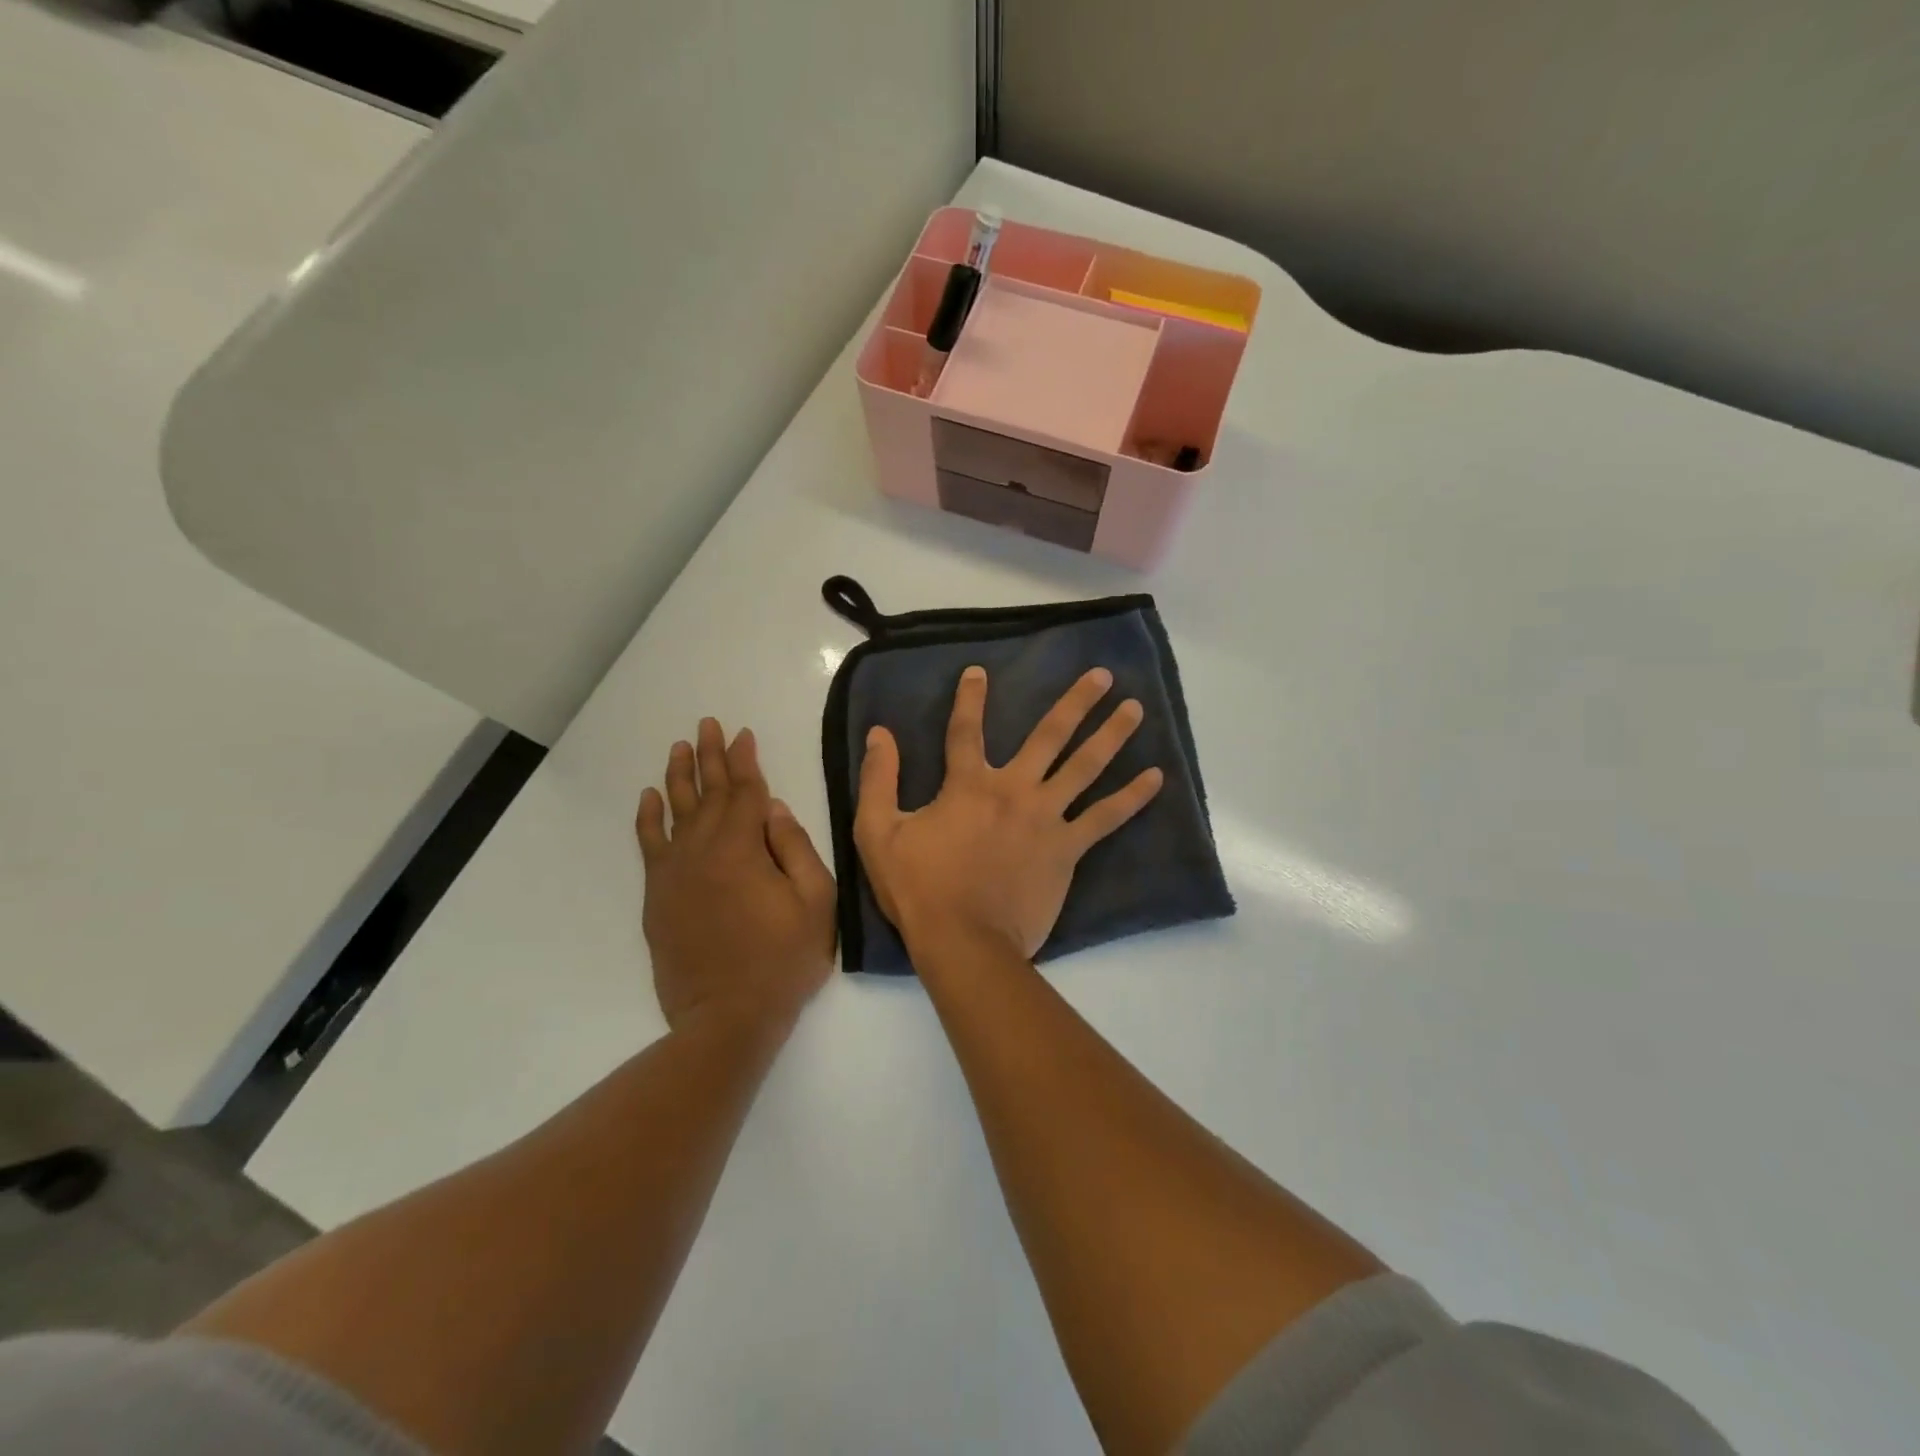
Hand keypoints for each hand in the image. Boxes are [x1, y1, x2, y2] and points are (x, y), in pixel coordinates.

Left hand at [636, 719, 836, 1034]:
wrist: (726, 1017)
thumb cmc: (782, 961)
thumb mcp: (815, 903)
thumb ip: (795, 848)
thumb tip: (772, 808)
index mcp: (743, 848)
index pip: (745, 791)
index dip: (745, 760)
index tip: (743, 733)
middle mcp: (703, 850)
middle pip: (707, 793)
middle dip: (710, 756)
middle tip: (708, 724)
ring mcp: (675, 873)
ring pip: (676, 811)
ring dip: (678, 775)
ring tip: (679, 747)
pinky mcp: (658, 896)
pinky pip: (649, 845)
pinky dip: (649, 818)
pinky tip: (650, 797)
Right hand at [854, 666, 1162, 960]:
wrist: (963, 941)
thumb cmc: (919, 888)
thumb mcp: (877, 832)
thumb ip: (878, 779)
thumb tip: (880, 734)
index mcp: (968, 785)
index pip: (966, 730)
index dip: (970, 699)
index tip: (979, 671)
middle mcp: (1014, 790)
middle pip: (1049, 736)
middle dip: (1077, 703)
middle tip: (1104, 676)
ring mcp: (1046, 818)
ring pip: (1085, 767)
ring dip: (1112, 735)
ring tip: (1136, 709)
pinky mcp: (1067, 849)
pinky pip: (1105, 818)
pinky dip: (1132, 797)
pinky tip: (1156, 778)